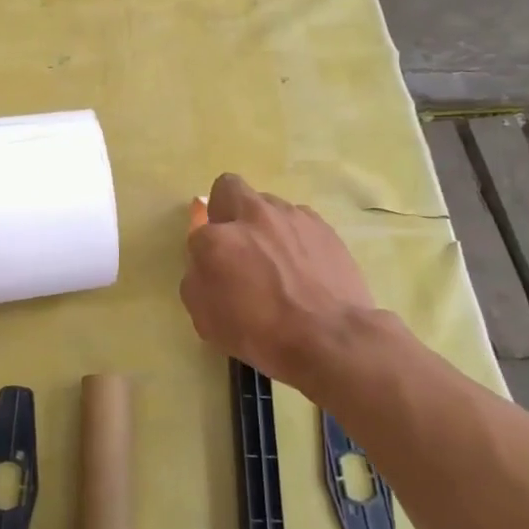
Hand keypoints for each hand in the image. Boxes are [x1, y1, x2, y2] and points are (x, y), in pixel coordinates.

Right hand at [180, 173, 379, 385]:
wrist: (331, 340)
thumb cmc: (262, 336)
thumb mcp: (207, 320)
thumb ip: (197, 281)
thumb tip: (206, 264)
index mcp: (218, 240)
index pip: (198, 232)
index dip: (203, 252)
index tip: (214, 271)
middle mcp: (253, 216)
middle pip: (229, 188)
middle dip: (226, 208)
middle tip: (236, 243)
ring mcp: (292, 217)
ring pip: (268, 205)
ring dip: (264, 225)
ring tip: (277, 260)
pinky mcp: (323, 227)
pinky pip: (299, 221)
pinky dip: (294, 236)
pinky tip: (303, 266)